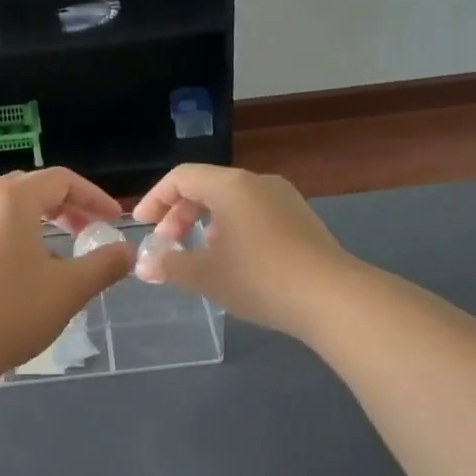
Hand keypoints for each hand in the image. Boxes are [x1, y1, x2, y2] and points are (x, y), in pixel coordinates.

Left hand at [0, 169, 133, 382]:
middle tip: (88, 231)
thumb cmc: (10, 312)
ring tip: (59, 256)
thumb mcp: (69, 289)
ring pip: (5, 210)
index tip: (114, 221)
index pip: (61, 180)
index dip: (93, 197)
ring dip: (38, 223)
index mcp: (11, 199)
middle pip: (30, 189)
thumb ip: (104, 265)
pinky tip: (22, 274)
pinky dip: (12, 237)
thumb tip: (127, 252)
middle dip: (65, 206)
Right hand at [131, 165, 359, 337]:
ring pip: (232, 201)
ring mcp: (284, 199)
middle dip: (180, 214)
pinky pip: (254, 213)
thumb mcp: (206, 276)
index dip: (155, 199)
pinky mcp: (301, 219)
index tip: (142, 226)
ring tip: (200, 255)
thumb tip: (144, 265)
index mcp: (230, 186)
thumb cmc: (260, 278)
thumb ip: (170, 266)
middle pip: (207, 187)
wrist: (333, 298)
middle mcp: (258, 182)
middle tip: (168, 245)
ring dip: (206, 223)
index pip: (182, 177)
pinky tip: (234, 261)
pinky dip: (232, 228)